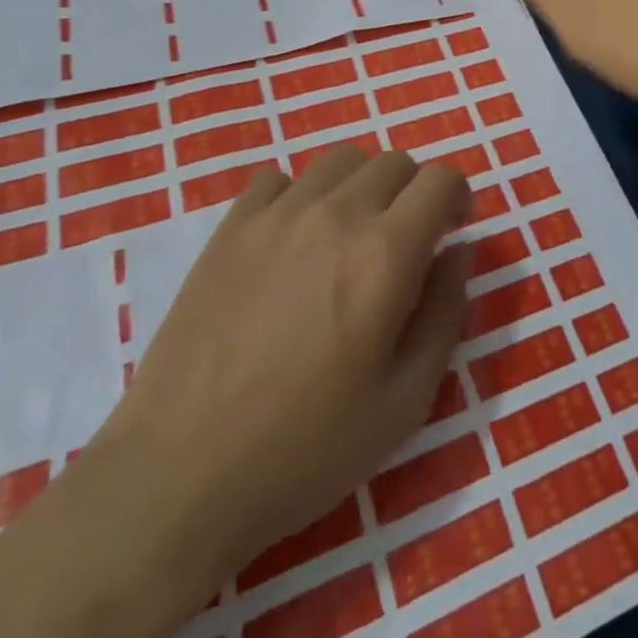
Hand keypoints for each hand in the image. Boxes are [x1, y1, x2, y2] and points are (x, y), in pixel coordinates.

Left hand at [88, 148, 470, 616]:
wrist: (178, 477)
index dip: (457, 198)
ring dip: (360, 187)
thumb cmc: (305, 450)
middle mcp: (335, 215)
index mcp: (385, 253)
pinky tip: (291, 244)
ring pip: (339, 161)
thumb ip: (446, 314)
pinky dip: (299, 196)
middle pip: (393, 162)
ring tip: (347, 238)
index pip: (441, 179)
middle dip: (413, 193)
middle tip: (403, 244)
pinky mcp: (230, 228)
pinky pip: (278, 180)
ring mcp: (276, 215)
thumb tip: (459, 252)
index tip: (451, 232)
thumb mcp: (405, 402)